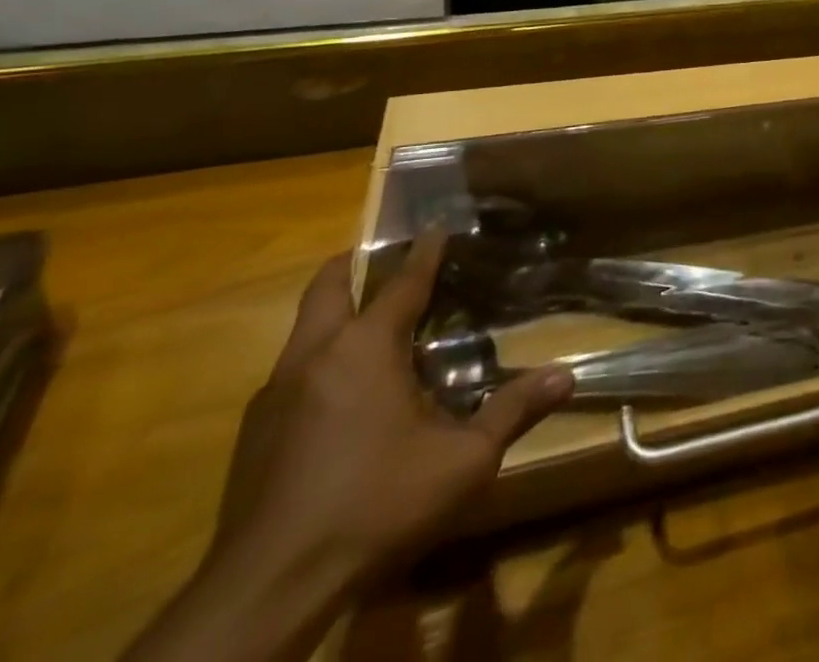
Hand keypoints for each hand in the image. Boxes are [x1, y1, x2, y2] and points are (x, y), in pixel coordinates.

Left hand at [215, 231, 572, 583]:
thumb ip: (513, 412)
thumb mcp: (462, 462)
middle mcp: (314, 357)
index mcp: (365, 349)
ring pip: (302, 332)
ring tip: (369, 327)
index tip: (436, 226)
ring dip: (333, 316)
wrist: (267, 591)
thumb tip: (566, 376)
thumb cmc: (375, 505)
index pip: (401, 283)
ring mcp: (274, 396)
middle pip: (326, 288)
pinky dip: (318, 363)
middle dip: (351, 265)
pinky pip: (289, 375)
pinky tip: (340, 399)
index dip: (423, 252)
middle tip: (382, 259)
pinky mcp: (252, 436)